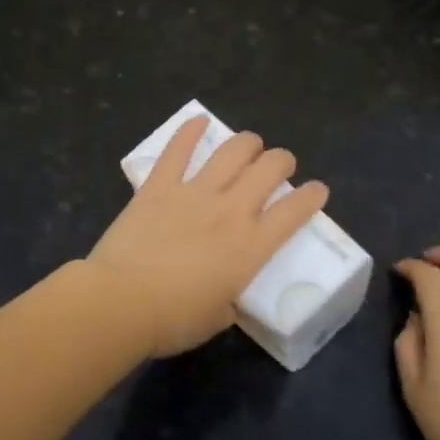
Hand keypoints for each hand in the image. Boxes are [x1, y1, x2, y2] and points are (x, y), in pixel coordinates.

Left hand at [85, 117, 328, 357]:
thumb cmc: (173, 319)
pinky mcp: (158, 187)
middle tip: (280, 165)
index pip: (294, 213)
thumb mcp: (217, 318)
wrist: (122, 301)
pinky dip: (189, 132)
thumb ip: (228, 301)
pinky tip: (198, 120)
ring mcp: (193, 193)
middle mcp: (230, 211)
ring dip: (247, 143)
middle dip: (282, 161)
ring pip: (231, 153)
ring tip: (251, 143)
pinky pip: (177, 151)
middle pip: (268, 171)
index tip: (317, 190)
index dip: (312, 196)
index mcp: (250, 247)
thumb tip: (223, 298)